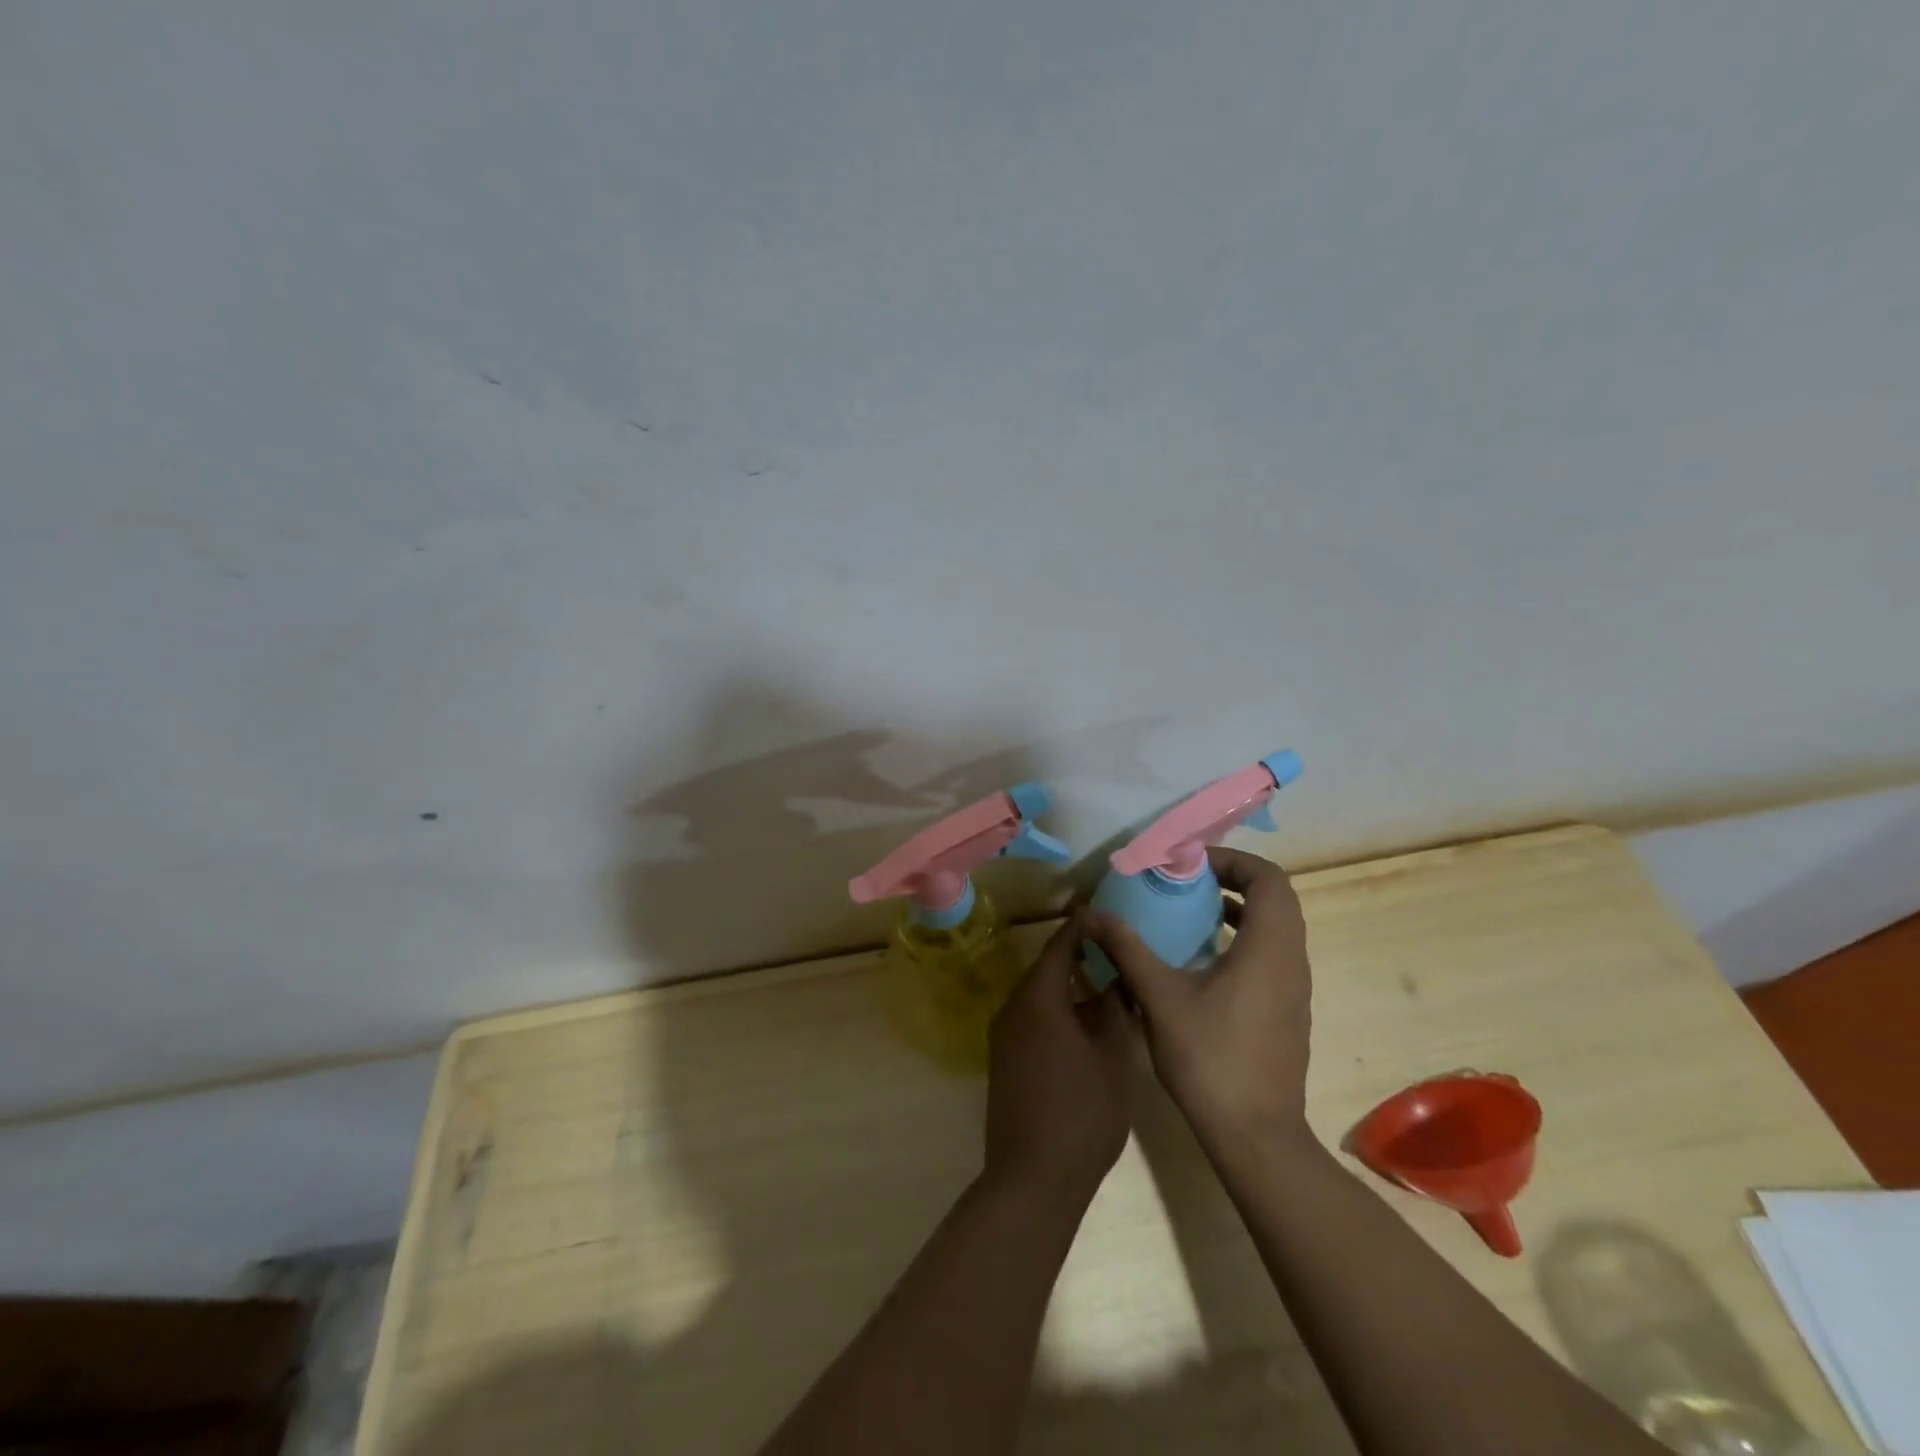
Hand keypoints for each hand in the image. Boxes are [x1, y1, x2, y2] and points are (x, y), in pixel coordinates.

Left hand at [984, 915, 1134, 1208]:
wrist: (1032, 1178)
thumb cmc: (1082, 1112)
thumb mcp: (1113, 1057)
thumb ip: (1114, 1010)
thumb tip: (1116, 981)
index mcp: (1038, 998)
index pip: (1060, 945)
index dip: (1082, 928)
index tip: (1105, 915)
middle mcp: (1013, 1008)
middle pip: (1047, 970)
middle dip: (1079, 959)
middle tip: (1115, 953)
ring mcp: (1004, 1036)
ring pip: (1040, 997)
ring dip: (1069, 989)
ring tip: (1107, 988)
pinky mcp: (1003, 1061)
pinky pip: (1032, 1020)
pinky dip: (1057, 1013)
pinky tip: (1085, 1027)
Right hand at [1084, 847, 1312, 1148]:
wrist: (1255, 1135)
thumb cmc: (1210, 1058)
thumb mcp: (1159, 996)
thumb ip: (1127, 948)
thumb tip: (1091, 914)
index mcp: (1269, 947)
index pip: (1269, 878)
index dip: (1232, 860)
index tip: (1191, 864)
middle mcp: (1291, 960)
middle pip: (1275, 898)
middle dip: (1232, 880)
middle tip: (1187, 881)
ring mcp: (1294, 987)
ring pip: (1275, 927)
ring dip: (1238, 909)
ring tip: (1190, 912)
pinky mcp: (1288, 1010)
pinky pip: (1271, 953)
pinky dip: (1242, 938)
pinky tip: (1201, 960)